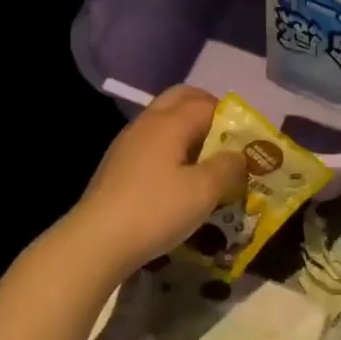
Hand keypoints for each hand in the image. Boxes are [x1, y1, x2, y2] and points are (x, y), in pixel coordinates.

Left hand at [62, 86, 245, 276]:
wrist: (96, 241)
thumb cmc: (155, 210)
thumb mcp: (203, 192)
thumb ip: (228, 167)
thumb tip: (237, 155)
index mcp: (170, 122)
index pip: (207, 103)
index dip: (230, 117)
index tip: (244, 141)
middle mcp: (148, 122)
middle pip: (181, 98)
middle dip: (206, 111)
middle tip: (225, 140)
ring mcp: (128, 142)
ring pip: (164, 120)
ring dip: (187, 130)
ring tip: (204, 161)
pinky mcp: (117, 164)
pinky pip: (151, 142)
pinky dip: (169, 148)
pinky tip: (176, 179)